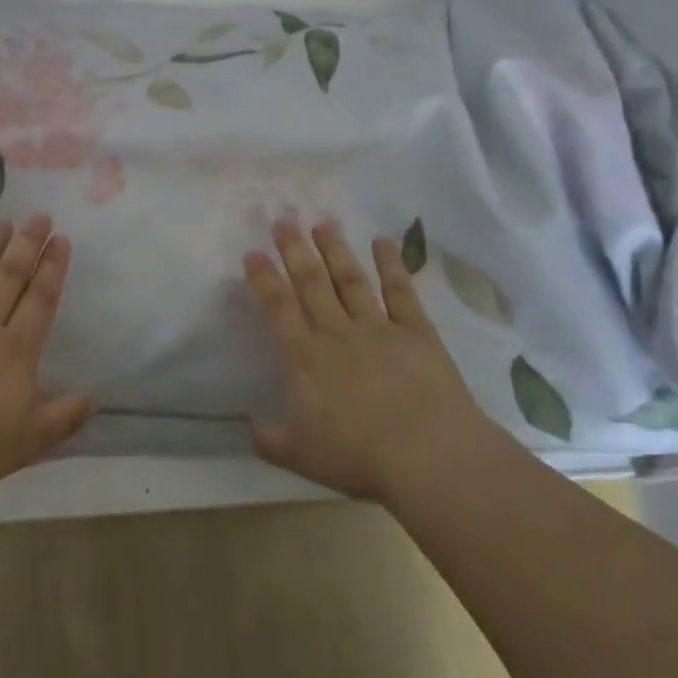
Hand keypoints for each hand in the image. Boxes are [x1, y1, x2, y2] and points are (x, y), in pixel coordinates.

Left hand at [0, 215, 92, 498]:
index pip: (40, 299)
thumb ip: (63, 417)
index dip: (52, 267)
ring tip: (1, 223)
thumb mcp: (30, 441)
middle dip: (27, 245)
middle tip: (38, 216)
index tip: (61, 239)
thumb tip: (91, 397)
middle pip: (9, 277)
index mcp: (16, 350)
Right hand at [243, 220, 490, 501]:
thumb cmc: (359, 456)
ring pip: (350, 280)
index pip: (278, 307)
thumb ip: (270, 439)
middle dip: (295, 250)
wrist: (429, 456)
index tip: (253, 252)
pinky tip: (383, 242)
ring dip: (335, 250)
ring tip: (324, 223)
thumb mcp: (301, 457)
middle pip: (311, 283)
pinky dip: (391, 266)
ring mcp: (378, 328)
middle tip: (284, 220)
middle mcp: (337, 333)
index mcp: (305, 357)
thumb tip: (249, 425)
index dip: (263, 278)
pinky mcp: (416, 333)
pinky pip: (400, 292)